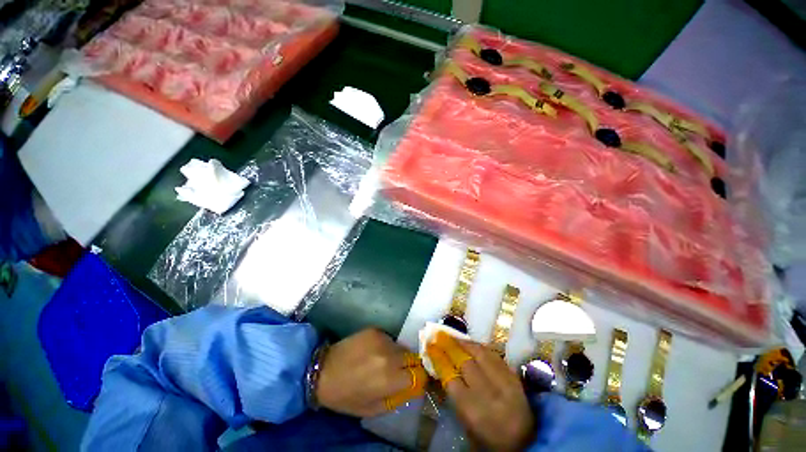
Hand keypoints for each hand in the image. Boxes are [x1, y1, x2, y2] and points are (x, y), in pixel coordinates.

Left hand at [316, 328, 426, 416]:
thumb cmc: (346, 396)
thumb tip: (411, 386)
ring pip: (401, 347)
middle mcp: (390, 356)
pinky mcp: (375, 330)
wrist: (323, 371)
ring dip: (398, 355)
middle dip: (409, 365)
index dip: (418, 378)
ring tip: (383, 361)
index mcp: (390, 380)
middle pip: (413, 357)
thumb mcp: (372, 408)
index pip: (419, 375)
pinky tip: (373, 351)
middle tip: (399, 371)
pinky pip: (389, 338)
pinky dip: (386, 346)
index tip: (413, 380)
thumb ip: (396, 398)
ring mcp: (382, 340)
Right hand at [426, 332, 534, 450]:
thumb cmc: (489, 440)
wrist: (526, 443)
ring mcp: (505, 383)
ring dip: (465, 342)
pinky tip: (472, 344)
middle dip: (449, 346)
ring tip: (454, 337)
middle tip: (439, 336)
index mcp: (474, 410)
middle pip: (465, 361)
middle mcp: (490, 394)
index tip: (430, 346)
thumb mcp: (466, 424)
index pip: (451, 377)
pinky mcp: (515, 377)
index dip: (439, 358)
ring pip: (481, 353)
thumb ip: (453, 395)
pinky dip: (480, 347)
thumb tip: (439, 366)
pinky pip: (494, 354)